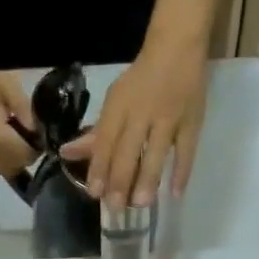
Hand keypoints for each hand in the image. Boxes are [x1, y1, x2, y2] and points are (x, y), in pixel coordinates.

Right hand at [0, 70, 37, 177]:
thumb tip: (40, 138)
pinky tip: (3, 141)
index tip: (40, 133)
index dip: (38, 146)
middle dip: (27, 153)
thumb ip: (29, 117)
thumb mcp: (14, 93)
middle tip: (27, 132)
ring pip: (10, 170)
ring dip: (16, 158)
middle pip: (19, 166)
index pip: (27, 156)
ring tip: (13, 135)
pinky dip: (6, 159)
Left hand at [61, 47, 206, 206]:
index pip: (106, 141)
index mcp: (119, 107)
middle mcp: (142, 113)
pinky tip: (175, 194)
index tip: (95, 193)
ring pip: (157, 152)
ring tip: (141, 204)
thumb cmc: (140, 81)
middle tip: (116, 208)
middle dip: (121, 179)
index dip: (100, 167)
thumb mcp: (114, 102)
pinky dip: (182, 171)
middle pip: (129, 150)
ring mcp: (169, 118)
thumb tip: (66, 154)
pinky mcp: (192, 121)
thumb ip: (95, 134)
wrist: (177, 49)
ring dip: (148, 178)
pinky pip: (187, 150)